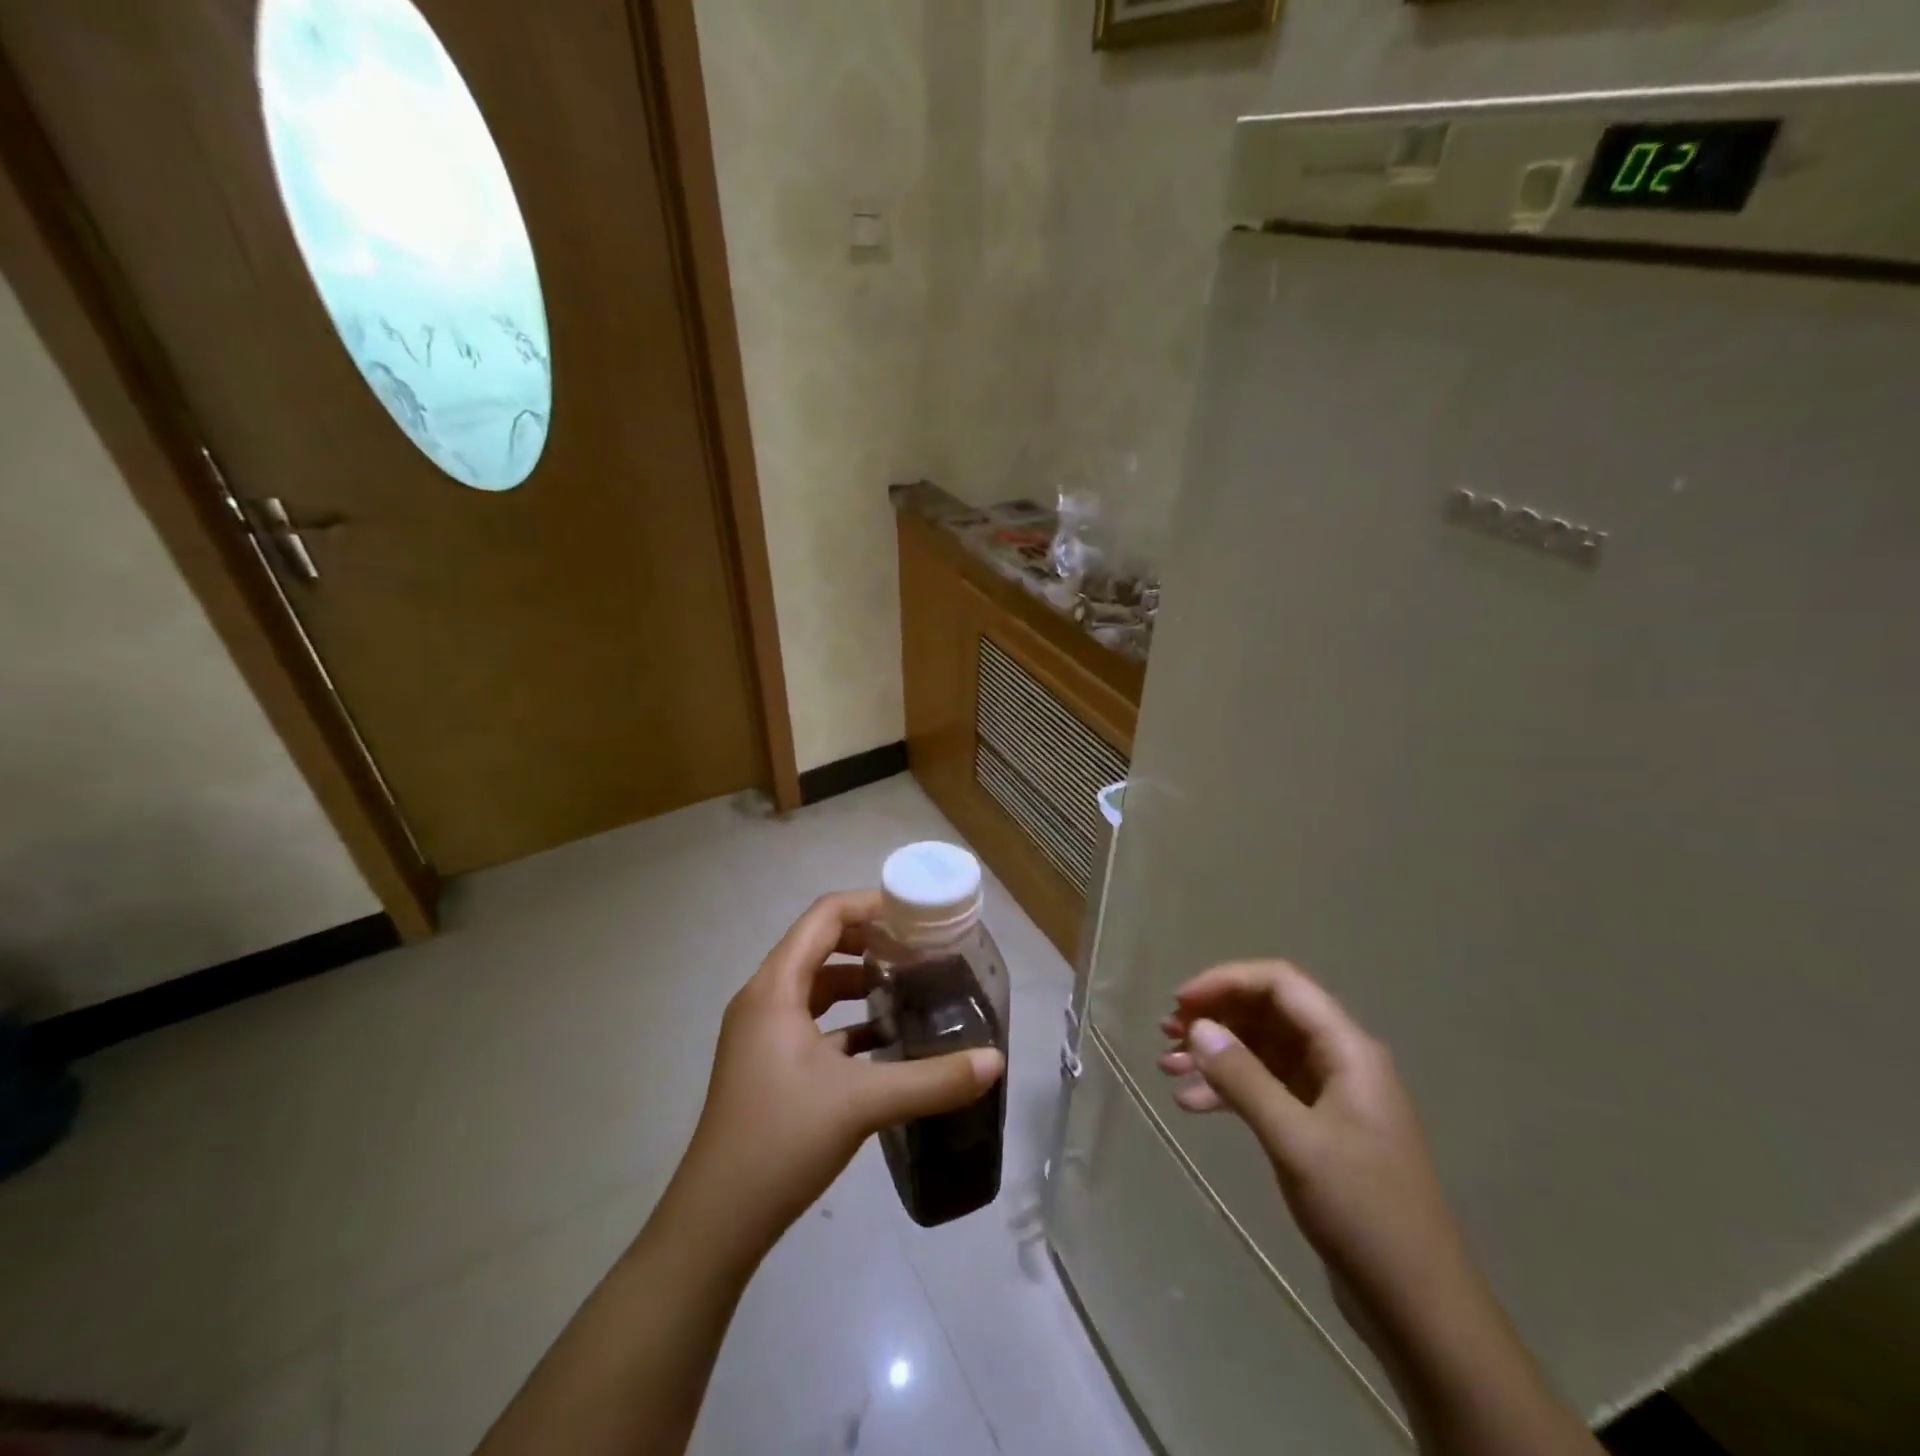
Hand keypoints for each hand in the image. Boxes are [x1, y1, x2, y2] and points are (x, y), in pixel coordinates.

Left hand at [679, 890, 1005, 1251]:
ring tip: (907, 987)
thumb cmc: (781, 1140)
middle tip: (918, 948)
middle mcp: (763, 999)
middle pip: (819, 944)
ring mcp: (761, 1034)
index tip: (915, 914)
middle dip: (869, 941)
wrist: (716, 1221)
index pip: (824, 917)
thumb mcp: (862, 1103)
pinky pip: (811, 1021)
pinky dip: (846, 1020)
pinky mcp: (767, 1064)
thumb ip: (932, 1080)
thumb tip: (995, 1061)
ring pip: (815, 986)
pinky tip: (884, 1042)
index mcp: (775, 987)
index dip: (870, 904)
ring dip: (858, 981)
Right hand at [1157, 960, 1478, 1337]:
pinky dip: (1227, 1089)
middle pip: (1268, 1013)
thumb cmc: (1363, 1212)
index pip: (1281, 984)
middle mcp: (1338, 1060)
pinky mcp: (1317, 1127)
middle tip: (1166, 1033)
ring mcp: (1328, 1094)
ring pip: (1261, 1050)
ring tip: (1168, 1067)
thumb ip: (1243, 1077)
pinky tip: (1192, 1103)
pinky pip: (1264, 1088)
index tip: (1181, 1002)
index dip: (1227, 981)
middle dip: (1215, 1016)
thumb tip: (1197, 1025)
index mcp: (1346, 1048)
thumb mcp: (1295, 1140)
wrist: (1417, 1306)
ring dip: (1215, 1053)